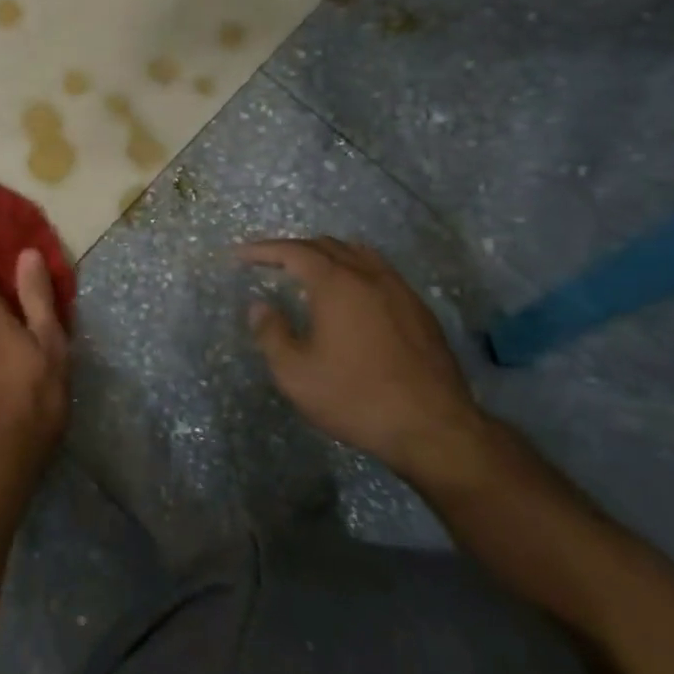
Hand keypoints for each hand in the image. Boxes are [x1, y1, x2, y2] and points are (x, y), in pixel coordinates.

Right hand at [239, 237, 492, 489]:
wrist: (434, 428)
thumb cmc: (357, 398)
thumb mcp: (296, 374)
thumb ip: (271, 334)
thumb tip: (260, 307)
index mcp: (336, 283)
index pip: (293, 251)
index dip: (262, 250)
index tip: (240, 255)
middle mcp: (368, 275)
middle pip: (326, 245)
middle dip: (293, 248)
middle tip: (270, 262)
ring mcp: (399, 290)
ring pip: (357, 253)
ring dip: (327, 254)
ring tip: (308, 270)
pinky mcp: (419, 309)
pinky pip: (380, 271)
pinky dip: (354, 269)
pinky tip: (350, 294)